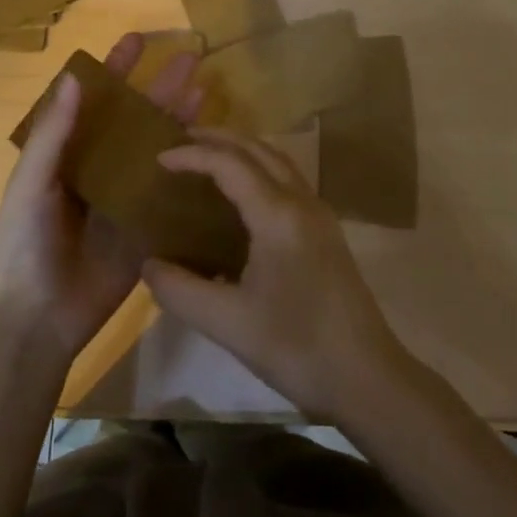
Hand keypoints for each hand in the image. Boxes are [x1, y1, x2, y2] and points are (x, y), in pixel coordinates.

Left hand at [0, 32, 202, 369]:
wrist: (36, 318)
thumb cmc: (23, 243)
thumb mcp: (30, 183)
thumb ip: (53, 133)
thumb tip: (77, 76)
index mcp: (67, 154)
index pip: (94, 101)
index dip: (114, 70)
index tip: (137, 40)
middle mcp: (100, 170)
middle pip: (135, 120)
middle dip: (160, 88)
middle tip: (190, 58)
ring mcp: (126, 199)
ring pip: (158, 151)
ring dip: (180, 122)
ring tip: (206, 92)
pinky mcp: (147, 229)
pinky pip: (171, 195)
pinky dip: (192, 172)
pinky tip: (216, 152)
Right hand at [142, 129, 408, 421]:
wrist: (367, 377)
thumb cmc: (297, 347)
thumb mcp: (227, 323)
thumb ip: (179, 290)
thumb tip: (149, 265)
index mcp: (278, 215)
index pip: (230, 164)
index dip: (192, 155)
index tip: (158, 159)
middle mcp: (302, 202)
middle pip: (258, 149)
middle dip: (218, 139)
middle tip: (180, 142)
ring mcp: (319, 216)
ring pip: (278, 162)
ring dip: (242, 151)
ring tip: (207, 159)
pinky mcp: (326, 233)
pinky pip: (288, 181)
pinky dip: (259, 171)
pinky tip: (241, 197)